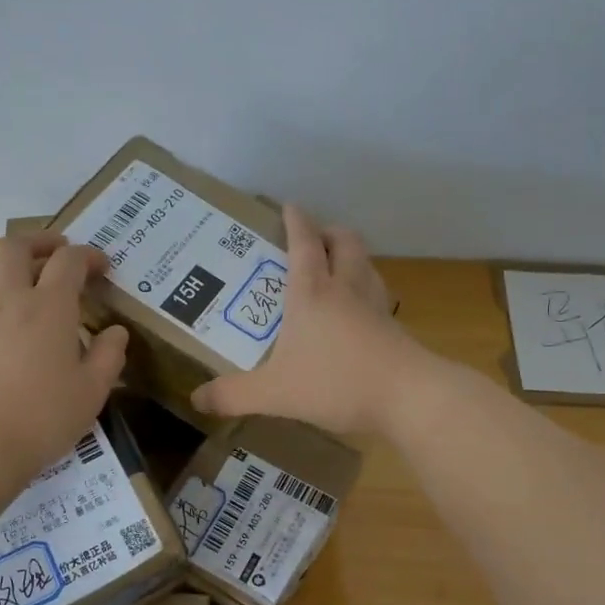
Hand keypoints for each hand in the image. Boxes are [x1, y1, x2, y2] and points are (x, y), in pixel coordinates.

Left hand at [0, 232, 129, 485]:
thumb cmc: (43, 418)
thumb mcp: (93, 391)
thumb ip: (109, 355)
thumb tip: (115, 332)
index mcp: (49, 307)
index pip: (69, 261)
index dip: (89, 256)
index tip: (103, 267)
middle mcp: (9, 301)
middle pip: (15, 247)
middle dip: (40, 241)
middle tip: (58, 251)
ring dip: (10, 268)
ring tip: (27, 285)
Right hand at [191, 205, 426, 436]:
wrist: (408, 397)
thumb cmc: (335, 382)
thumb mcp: (274, 392)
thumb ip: (233, 395)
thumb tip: (196, 399)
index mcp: (312, 292)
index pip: (303, 242)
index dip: (296, 221)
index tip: (289, 205)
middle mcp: (346, 288)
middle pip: (344, 241)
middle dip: (328, 232)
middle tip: (312, 240)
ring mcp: (376, 306)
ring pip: (367, 264)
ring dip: (351, 257)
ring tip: (336, 269)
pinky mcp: (395, 328)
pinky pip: (379, 295)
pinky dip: (367, 290)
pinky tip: (359, 312)